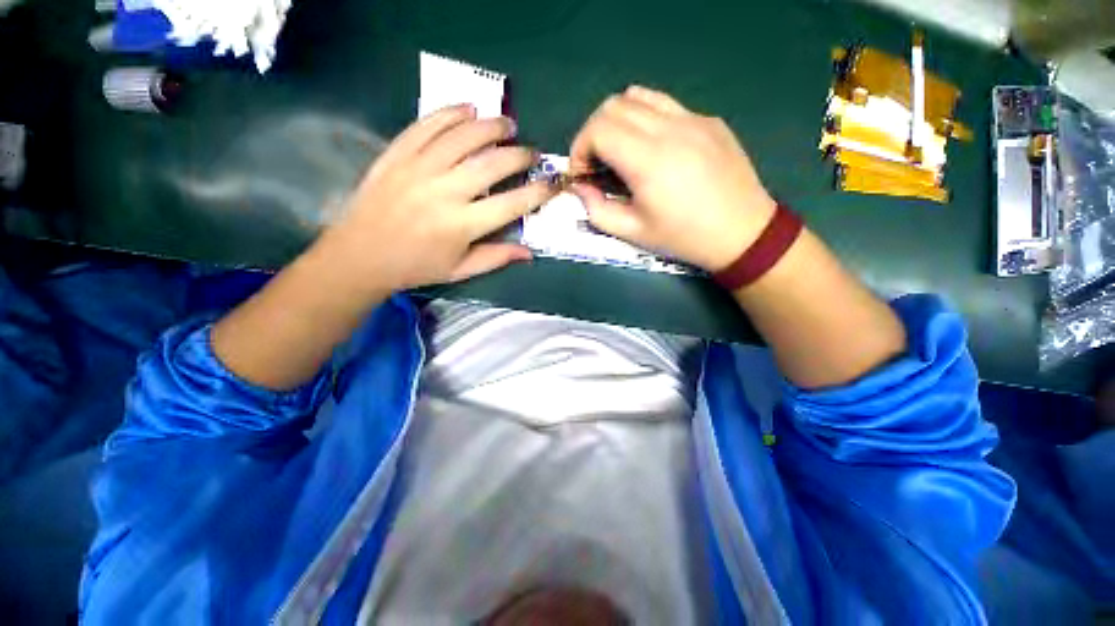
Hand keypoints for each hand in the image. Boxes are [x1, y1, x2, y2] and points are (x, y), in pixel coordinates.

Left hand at [315, 104, 553, 293]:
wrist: (360, 255)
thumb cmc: (416, 266)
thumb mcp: (460, 270)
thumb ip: (496, 257)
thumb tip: (530, 252)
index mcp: (462, 225)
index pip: (511, 204)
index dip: (537, 192)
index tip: (553, 183)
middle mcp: (445, 192)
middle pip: (491, 164)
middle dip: (519, 155)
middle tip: (532, 152)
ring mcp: (419, 168)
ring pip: (463, 137)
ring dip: (491, 126)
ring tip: (508, 124)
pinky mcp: (398, 154)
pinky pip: (427, 125)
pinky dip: (451, 113)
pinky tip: (468, 108)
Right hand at [569, 86, 776, 271]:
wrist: (743, 232)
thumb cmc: (684, 237)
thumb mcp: (633, 232)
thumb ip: (598, 210)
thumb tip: (580, 188)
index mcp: (648, 159)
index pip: (598, 128)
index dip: (580, 148)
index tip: (582, 173)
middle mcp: (669, 128)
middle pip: (613, 105)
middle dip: (593, 133)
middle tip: (597, 163)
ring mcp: (693, 118)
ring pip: (639, 96)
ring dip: (618, 120)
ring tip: (621, 150)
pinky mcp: (708, 120)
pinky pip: (666, 105)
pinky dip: (646, 119)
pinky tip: (654, 148)